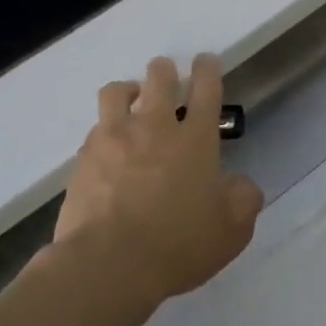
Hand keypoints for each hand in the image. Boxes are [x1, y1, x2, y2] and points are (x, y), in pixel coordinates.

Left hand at [53, 54, 264, 325]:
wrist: (108, 266)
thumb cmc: (180, 244)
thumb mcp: (233, 229)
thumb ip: (243, 198)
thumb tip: (238, 184)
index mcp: (196, 139)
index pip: (206, 89)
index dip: (208, 69)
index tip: (207, 59)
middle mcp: (155, 129)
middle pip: (159, 79)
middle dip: (165, 69)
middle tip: (167, 73)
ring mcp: (113, 141)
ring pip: (116, 93)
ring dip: (128, 89)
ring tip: (131, 98)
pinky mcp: (82, 162)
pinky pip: (94, 131)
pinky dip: (104, 131)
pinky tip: (108, 147)